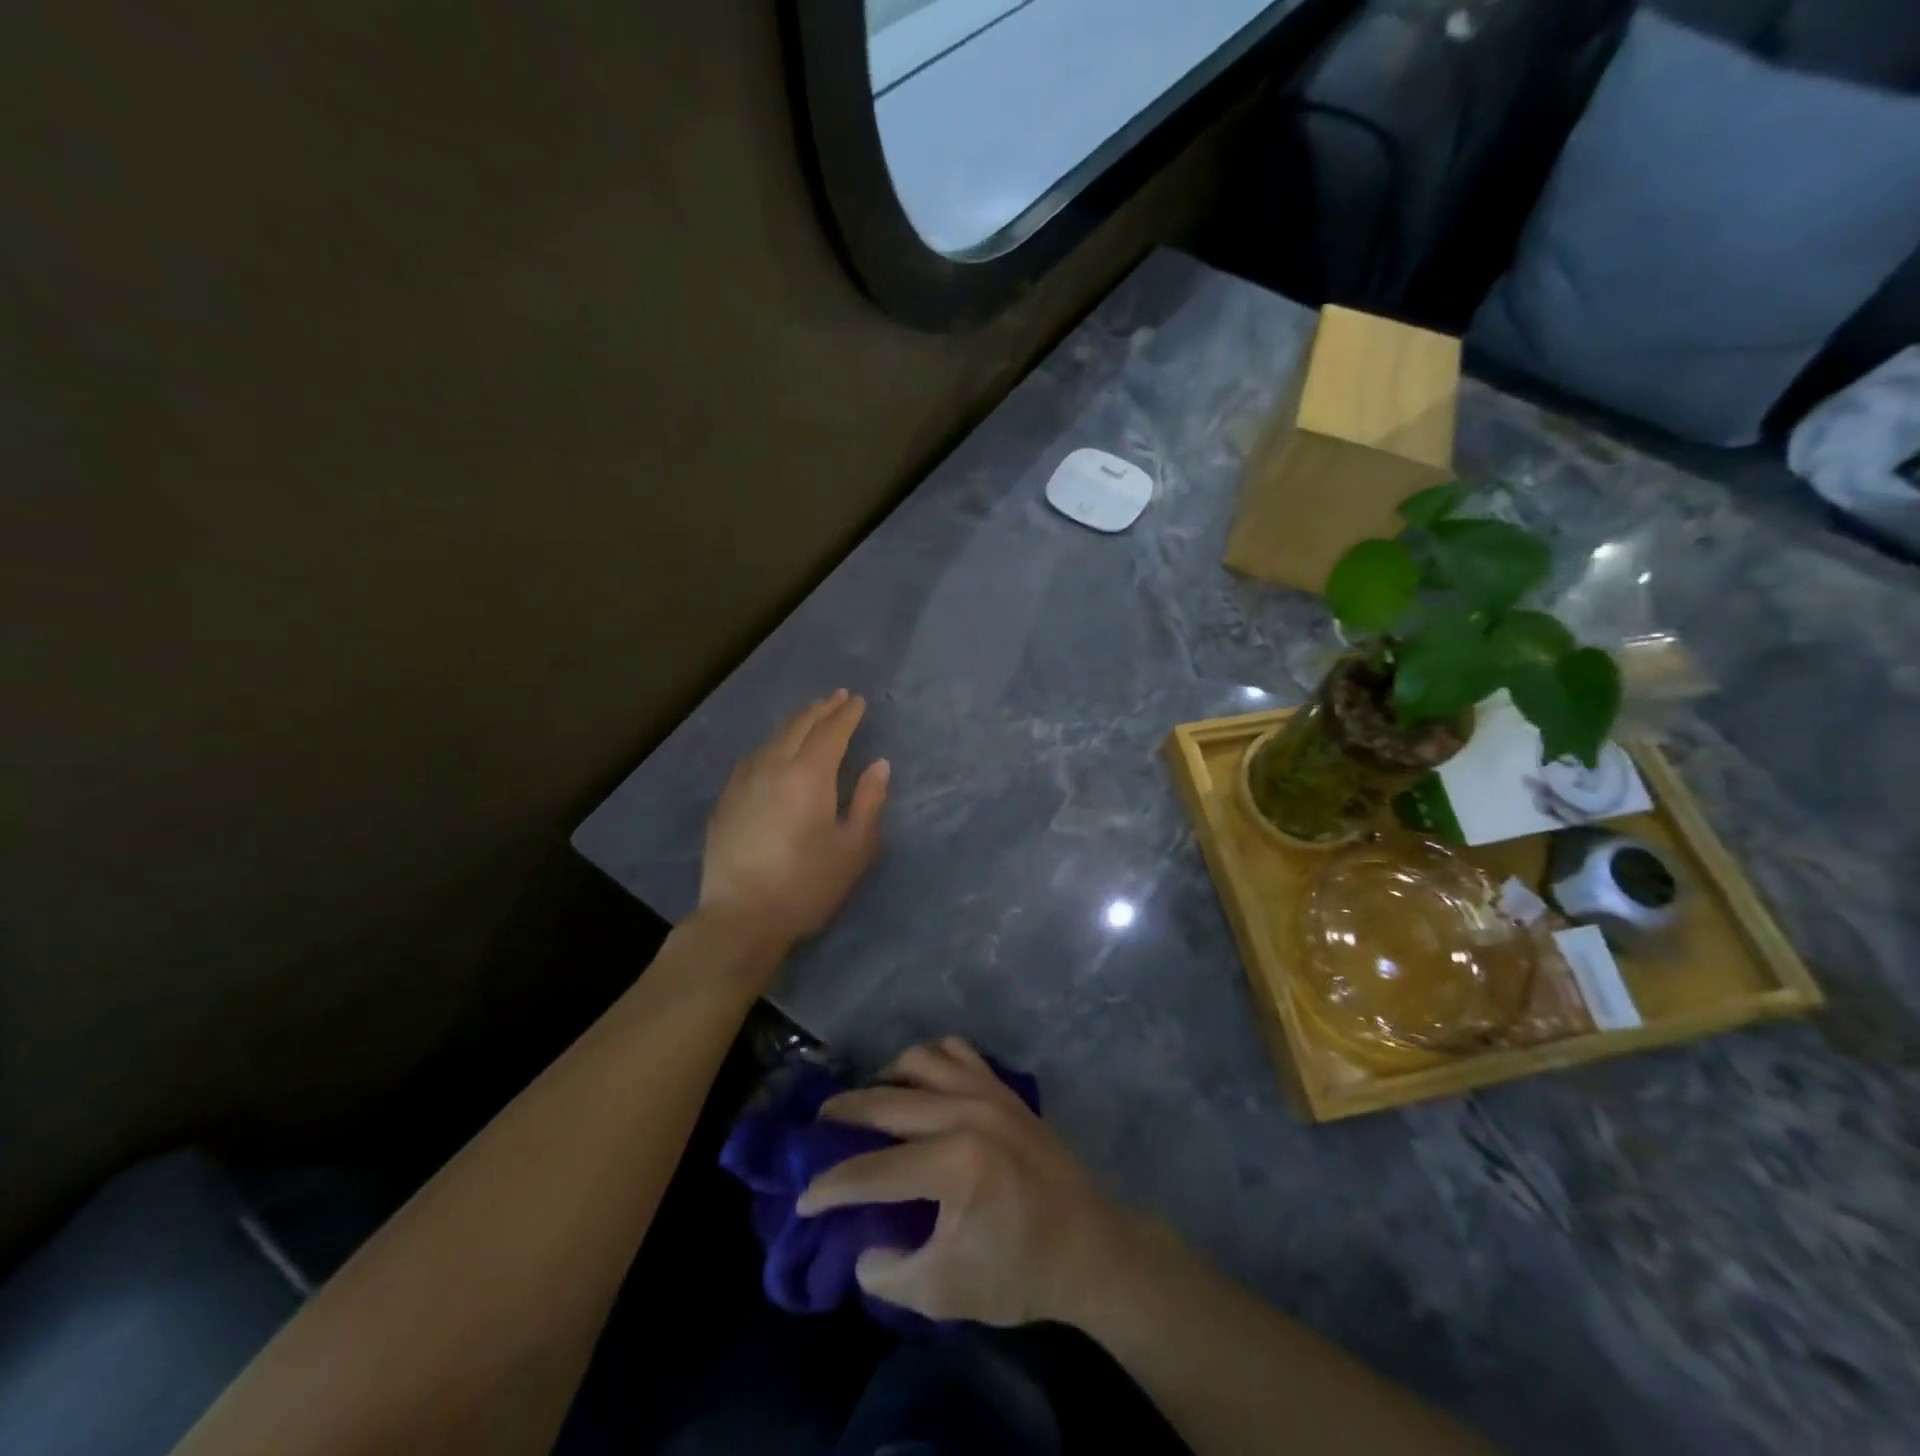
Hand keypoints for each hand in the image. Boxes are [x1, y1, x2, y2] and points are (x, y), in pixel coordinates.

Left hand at [699, 690, 889, 950]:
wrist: (741, 918)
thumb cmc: (807, 885)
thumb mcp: (853, 848)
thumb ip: (868, 801)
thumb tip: (879, 764)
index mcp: (809, 775)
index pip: (831, 732)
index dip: (847, 715)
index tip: (858, 701)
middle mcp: (773, 766)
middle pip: (799, 726)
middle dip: (821, 709)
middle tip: (838, 697)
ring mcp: (743, 781)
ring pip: (772, 738)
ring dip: (796, 722)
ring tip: (810, 716)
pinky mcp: (726, 799)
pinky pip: (753, 756)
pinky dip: (772, 743)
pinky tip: (774, 750)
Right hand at [796, 1037, 1137, 1327]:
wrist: (1088, 1246)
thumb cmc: (1019, 1271)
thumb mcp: (944, 1293)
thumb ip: (888, 1273)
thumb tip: (859, 1243)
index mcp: (954, 1165)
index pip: (872, 1172)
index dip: (831, 1187)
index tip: (803, 1197)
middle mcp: (966, 1114)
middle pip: (886, 1102)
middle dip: (843, 1115)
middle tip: (817, 1129)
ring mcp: (987, 1092)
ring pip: (919, 1060)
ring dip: (886, 1078)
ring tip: (870, 1103)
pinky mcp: (1002, 1087)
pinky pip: (955, 1051)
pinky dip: (928, 1060)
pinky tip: (918, 1084)